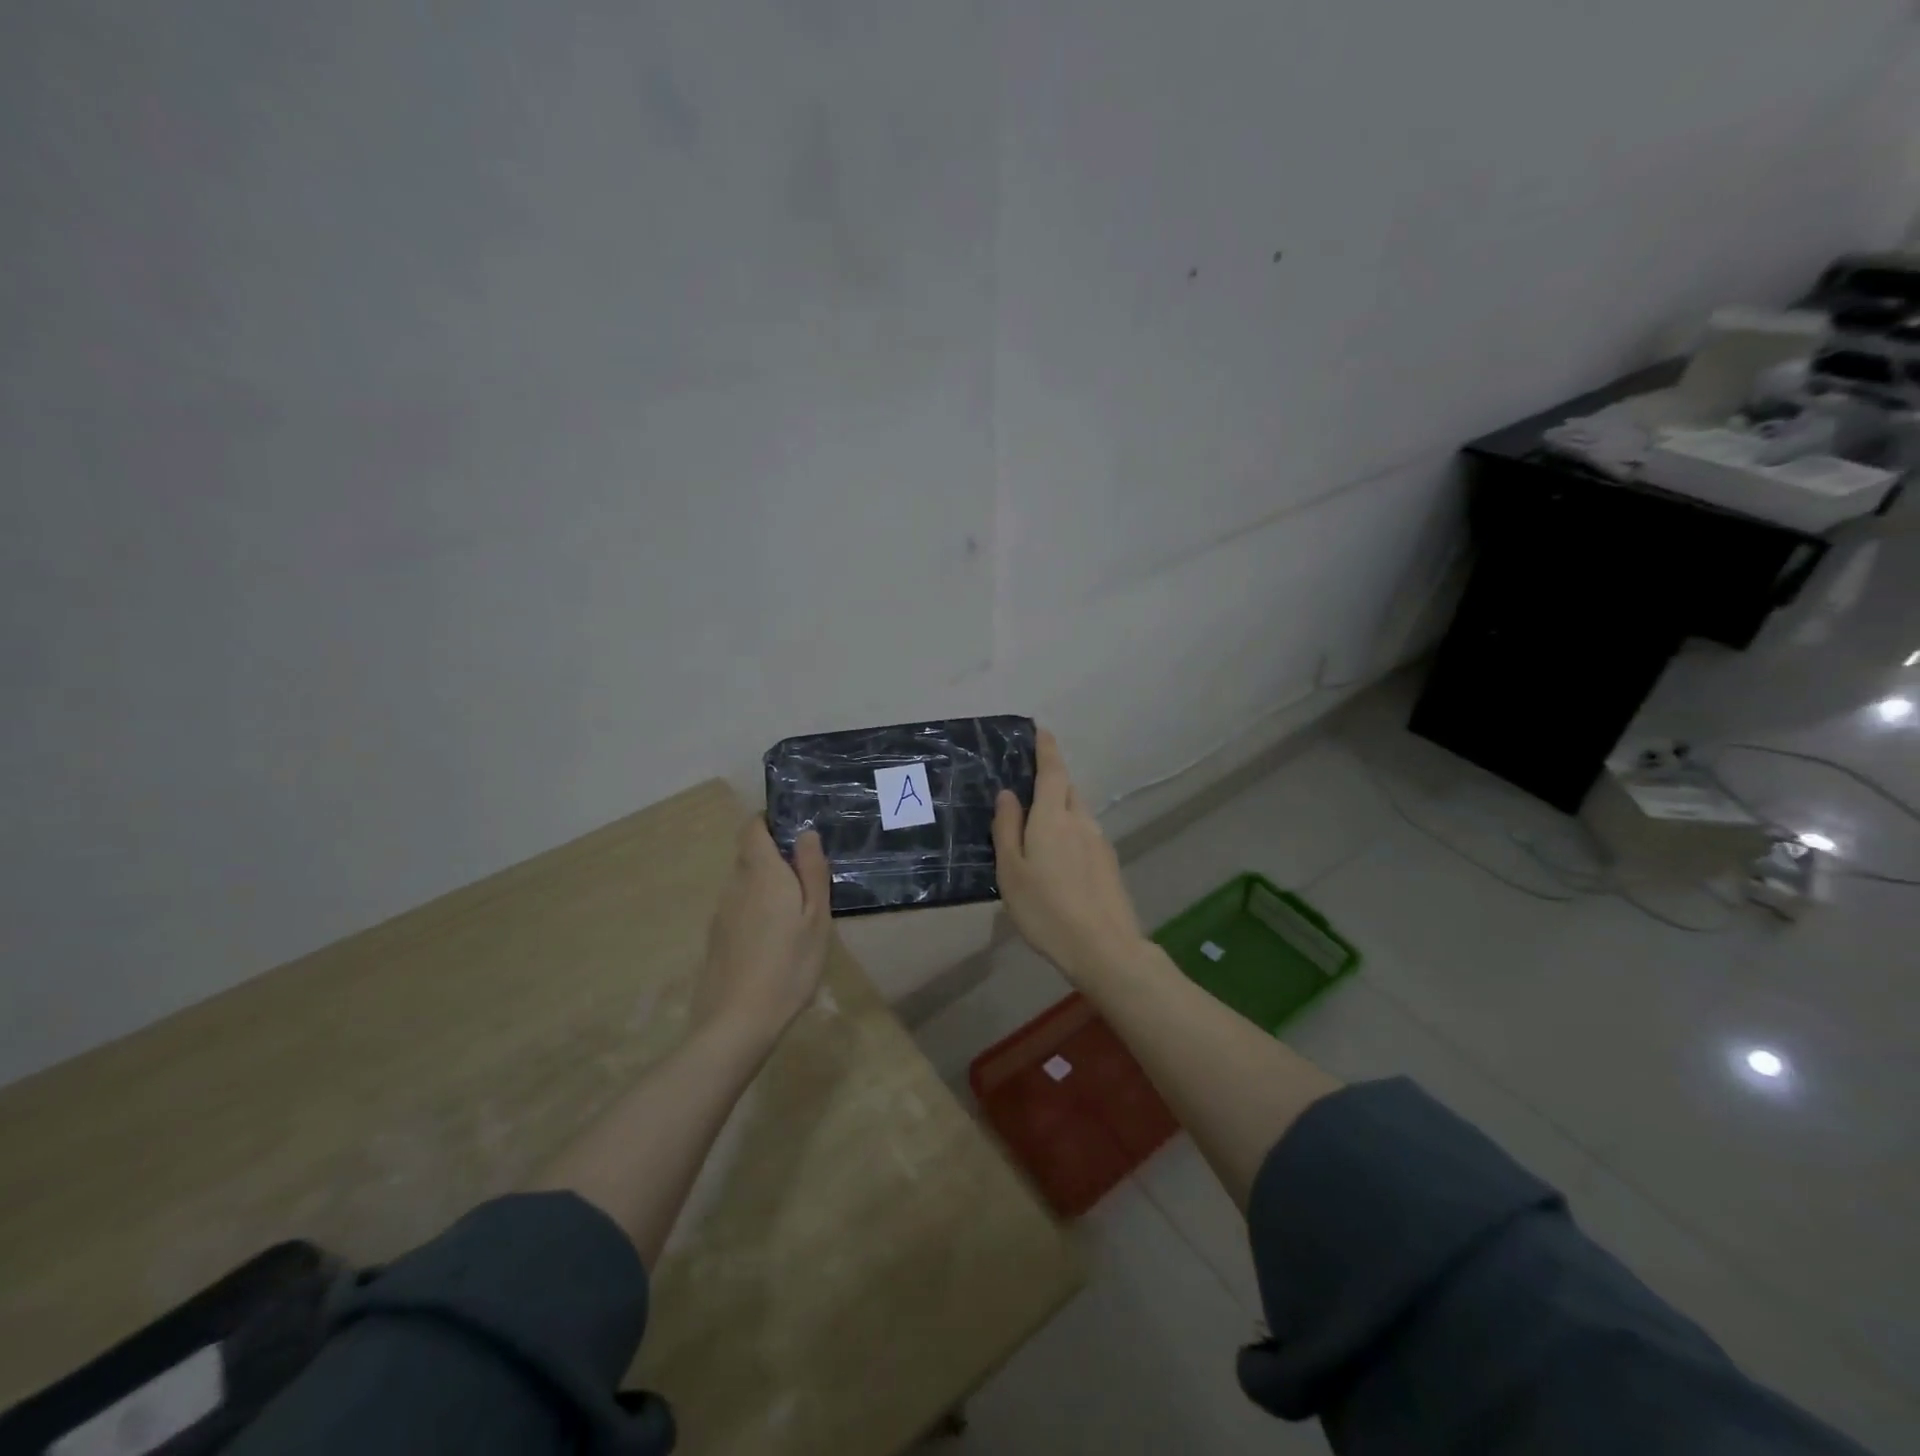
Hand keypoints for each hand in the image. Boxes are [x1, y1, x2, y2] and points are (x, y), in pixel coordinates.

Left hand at [695, 819, 831, 1042]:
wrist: (737, 1021)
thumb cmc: (789, 965)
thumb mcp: (816, 917)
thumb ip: (811, 871)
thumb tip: (805, 833)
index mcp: (761, 873)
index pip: (752, 828)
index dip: (769, 821)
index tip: (794, 831)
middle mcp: (735, 885)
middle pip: (750, 855)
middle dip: (775, 857)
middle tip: (808, 878)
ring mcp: (721, 913)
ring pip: (745, 884)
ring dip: (767, 886)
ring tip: (796, 912)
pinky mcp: (716, 938)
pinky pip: (739, 909)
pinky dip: (757, 911)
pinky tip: (775, 940)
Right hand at [993, 729, 1146, 982]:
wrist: (1104, 948)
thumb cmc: (1047, 910)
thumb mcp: (1011, 871)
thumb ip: (1007, 828)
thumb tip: (1008, 793)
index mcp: (1053, 817)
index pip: (1052, 770)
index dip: (1046, 748)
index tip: (1041, 730)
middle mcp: (1081, 820)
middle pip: (1066, 789)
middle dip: (1050, 779)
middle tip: (1026, 786)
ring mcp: (1099, 842)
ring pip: (1076, 812)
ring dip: (1059, 807)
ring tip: (1036, 825)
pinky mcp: (1108, 863)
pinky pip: (1084, 833)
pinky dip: (1069, 831)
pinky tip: (1057, 857)